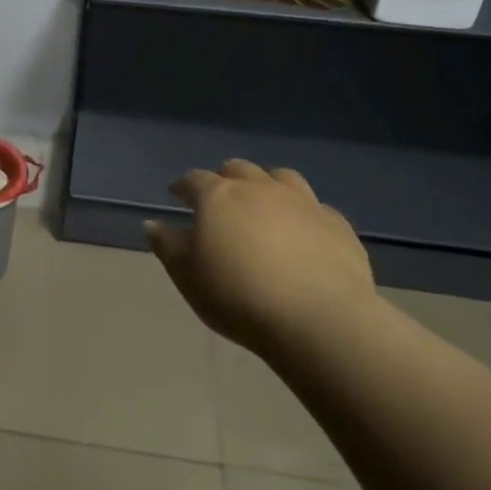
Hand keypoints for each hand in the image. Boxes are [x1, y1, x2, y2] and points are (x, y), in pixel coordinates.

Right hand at [145, 160, 374, 355]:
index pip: (194, 180)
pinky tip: (303, 232)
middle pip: (238, 170)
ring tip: (263, 203)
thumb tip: (153, 224)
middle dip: (224, 179)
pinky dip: (303, 213)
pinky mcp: (337, 224)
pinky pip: (316, 208)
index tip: (176, 195)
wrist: (318, 319)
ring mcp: (303, 202)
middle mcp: (260, 188)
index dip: (183, 186)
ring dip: (267, 185)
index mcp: (219, 197)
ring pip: (281, 178)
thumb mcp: (188, 276)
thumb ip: (168, 246)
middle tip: (219, 197)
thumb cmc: (238, 296)